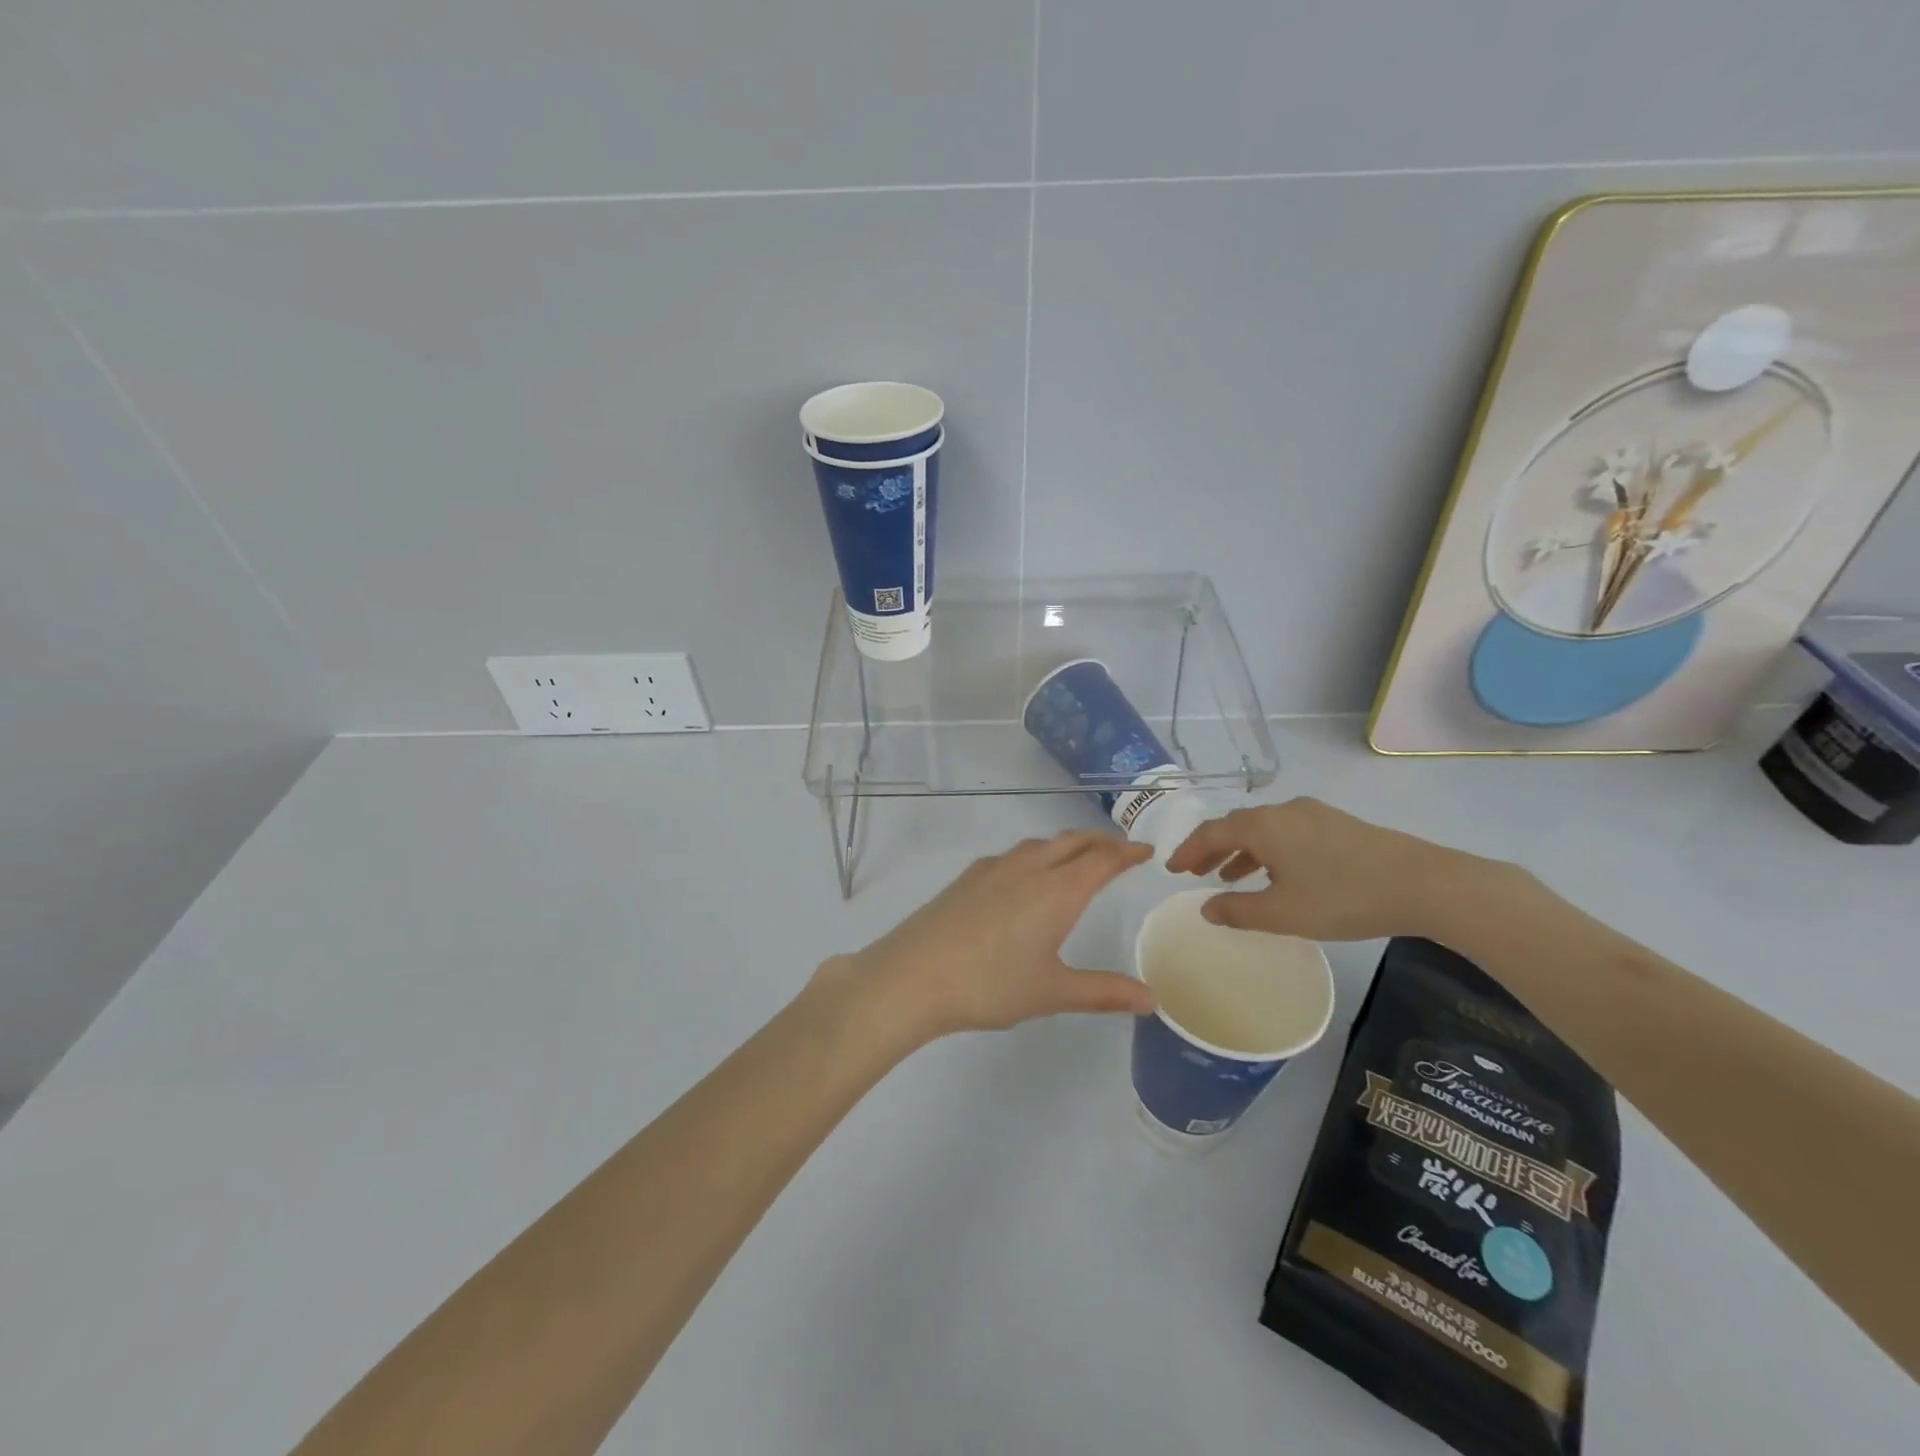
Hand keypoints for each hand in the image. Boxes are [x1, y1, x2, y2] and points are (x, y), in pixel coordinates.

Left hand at [825, 831, 1155, 1044]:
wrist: (913, 975)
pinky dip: (1035, 855)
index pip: (1102, 860)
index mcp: (1057, 891)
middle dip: (1100, 842)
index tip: (1147, 851)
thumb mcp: (1052, 992)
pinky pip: (1013, 854)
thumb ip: (1103, 992)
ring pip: (1040, 844)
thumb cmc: (989, 985)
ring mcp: (994, 868)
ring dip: (1066, 845)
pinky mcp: (968, 877)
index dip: (1128, 853)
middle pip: (1073, 841)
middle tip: (1120, 852)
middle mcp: (1029, 868)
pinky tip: (1025, 878)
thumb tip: (1152, 1000)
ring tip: (1077, 860)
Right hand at [1164, 797, 1493, 941]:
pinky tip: (1279, 875)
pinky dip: (1269, 850)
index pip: (1211, 832)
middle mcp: (1283, 811)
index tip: (1171, 869)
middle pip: (1236, 825)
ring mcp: (1314, 815)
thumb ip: (1238, 910)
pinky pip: (1288, 833)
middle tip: (1196, 872)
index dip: (1188, 850)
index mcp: (1263, 826)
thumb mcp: (1283, 913)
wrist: (1424, 884)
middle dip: (1212, 849)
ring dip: (1242, 851)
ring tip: (1231, 877)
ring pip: (1264, 829)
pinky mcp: (1339, 825)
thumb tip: (1206, 907)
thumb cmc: (1342, 897)